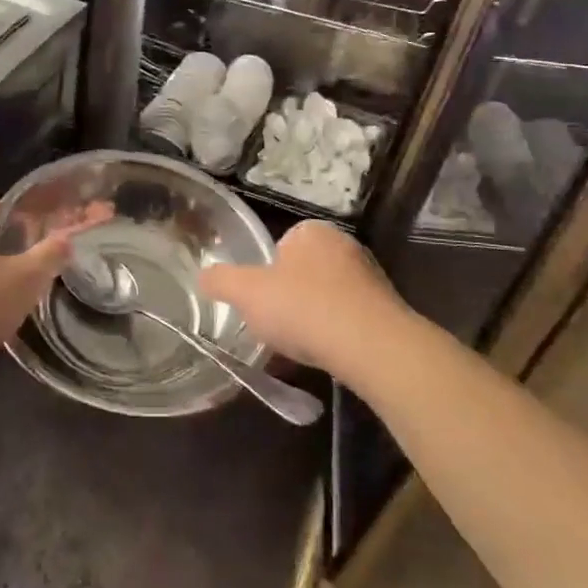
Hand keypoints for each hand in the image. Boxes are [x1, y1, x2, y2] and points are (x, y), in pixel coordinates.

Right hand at [199, 220, 409, 379]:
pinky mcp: (385, 310)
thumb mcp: (247, 292)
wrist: (370, 346)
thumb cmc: (303, 307)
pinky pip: (348, 320)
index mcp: (313, 232)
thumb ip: (221, 280)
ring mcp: (369, 278)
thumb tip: (202, 276)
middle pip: (303, 272)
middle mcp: (345, 246)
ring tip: (299, 346)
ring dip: (312, 318)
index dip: (266, 273)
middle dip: (289, 297)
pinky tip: (325, 355)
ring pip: (326, 297)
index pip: (282, 245)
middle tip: (275, 324)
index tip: (260, 300)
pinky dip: (334, 335)